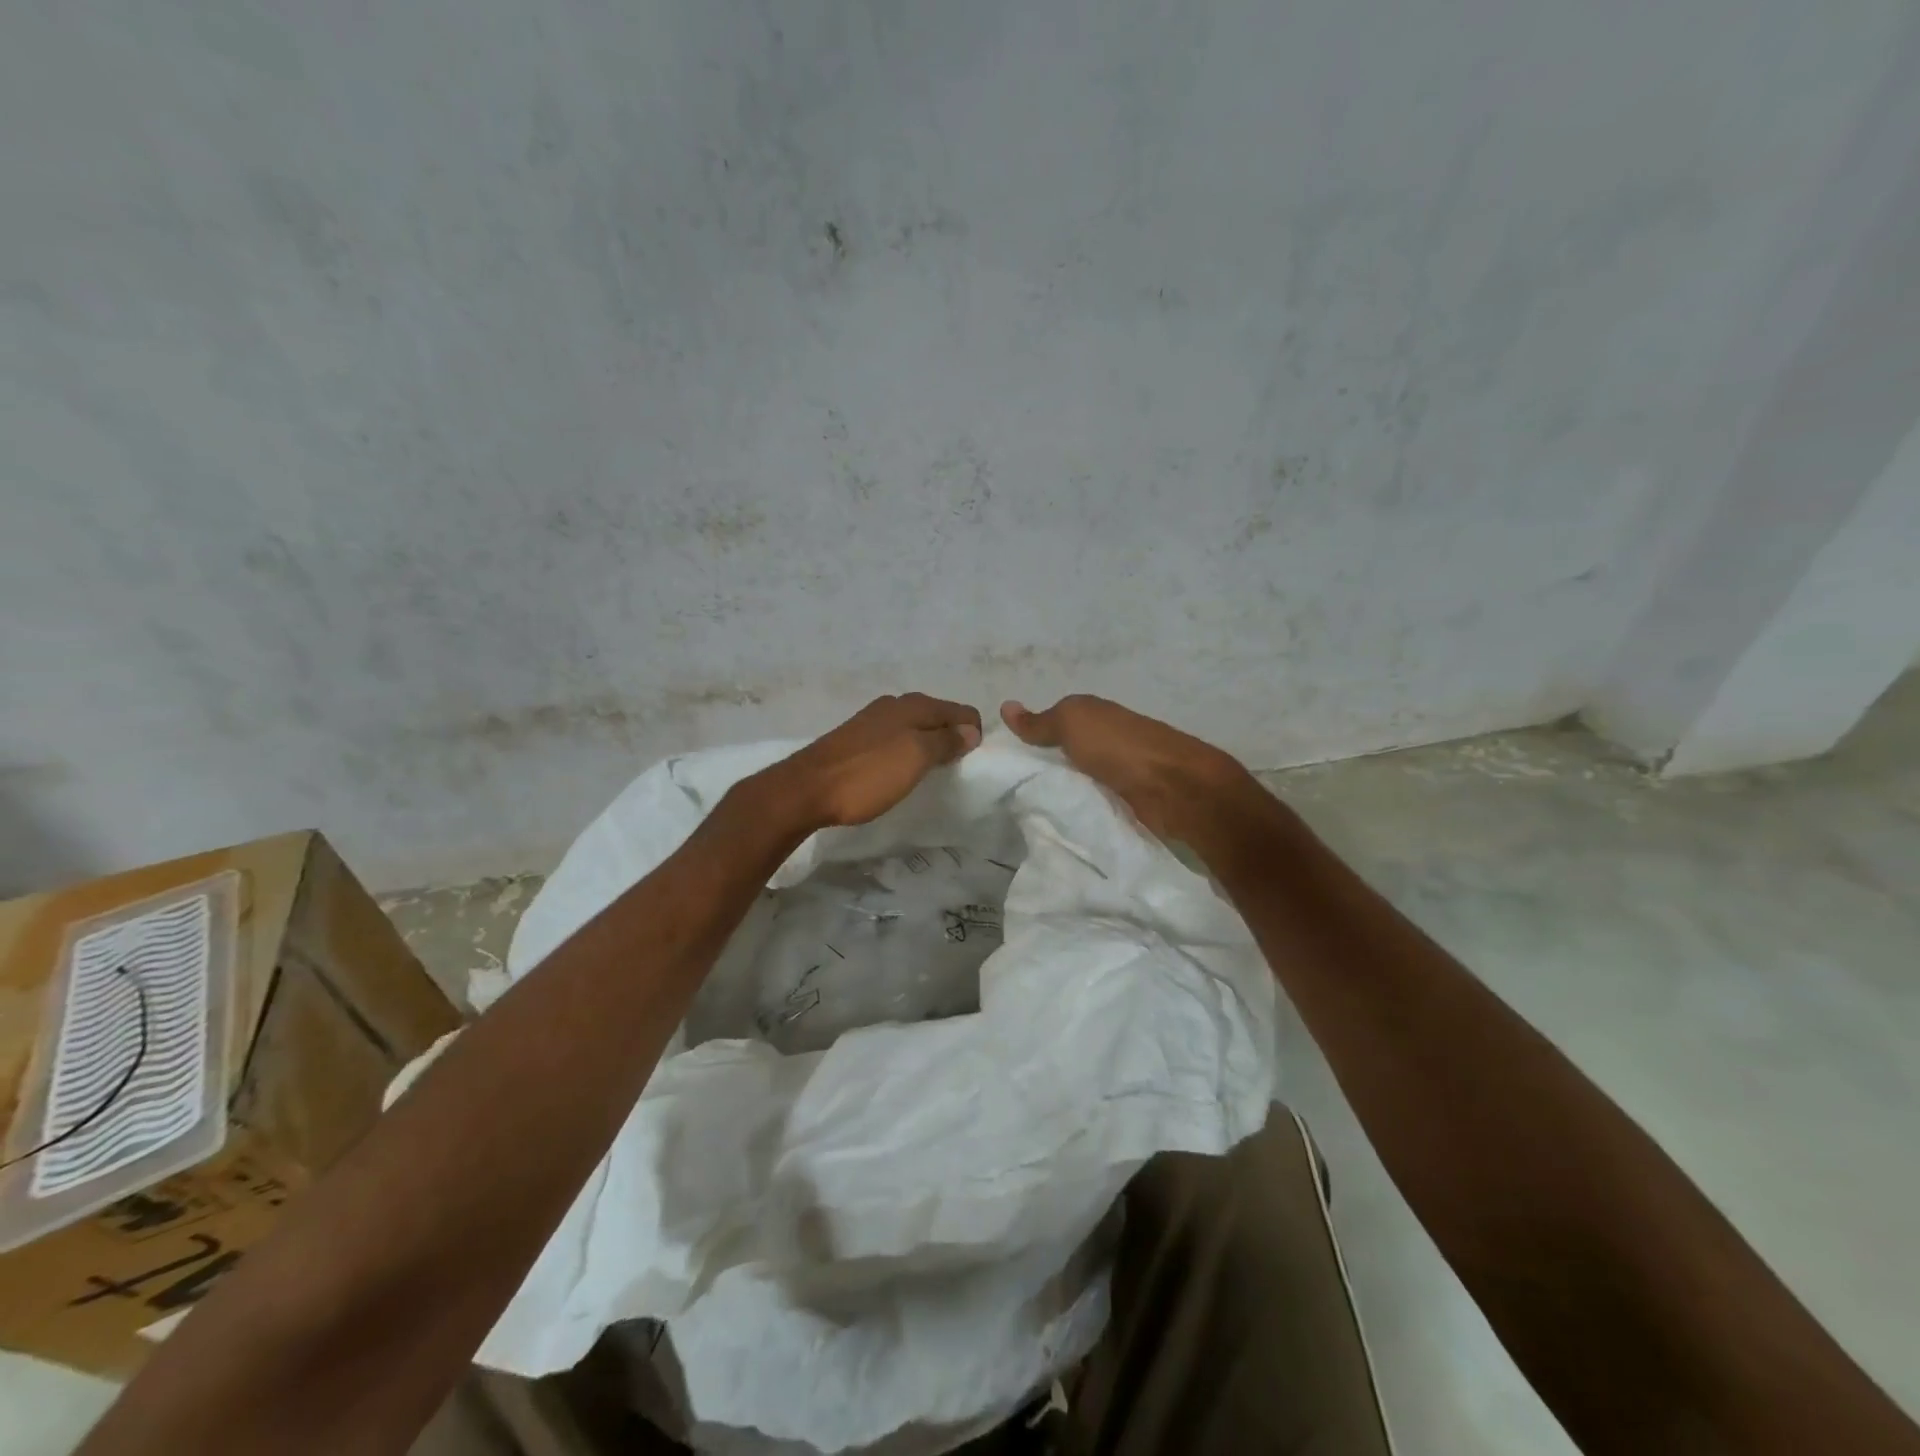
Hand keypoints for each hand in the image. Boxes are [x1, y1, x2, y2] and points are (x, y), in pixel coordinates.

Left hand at [758, 694, 982, 829]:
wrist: (806, 789)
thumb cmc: (868, 774)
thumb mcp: (915, 758)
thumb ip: (946, 741)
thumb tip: (971, 730)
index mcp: (914, 705)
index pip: (962, 711)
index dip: (973, 734)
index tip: (970, 764)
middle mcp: (895, 705)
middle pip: (939, 717)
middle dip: (952, 739)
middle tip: (953, 771)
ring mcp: (873, 721)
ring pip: (916, 728)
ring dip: (928, 747)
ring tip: (928, 775)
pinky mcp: (856, 739)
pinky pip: (896, 740)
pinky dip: (907, 753)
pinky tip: (900, 773)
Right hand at [1000, 695, 1262, 844]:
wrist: (1175, 787)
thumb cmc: (1119, 747)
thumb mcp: (1072, 724)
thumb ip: (1040, 722)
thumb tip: (1005, 706)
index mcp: (1097, 714)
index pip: (1058, 721)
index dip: (1034, 734)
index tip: (1007, 757)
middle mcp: (1110, 738)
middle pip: (1071, 750)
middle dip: (1048, 764)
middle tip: (1011, 787)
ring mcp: (1124, 770)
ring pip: (1084, 776)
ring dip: (1066, 786)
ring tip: (1032, 807)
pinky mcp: (1133, 800)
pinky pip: (1099, 799)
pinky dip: (1084, 804)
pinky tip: (1065, 818)